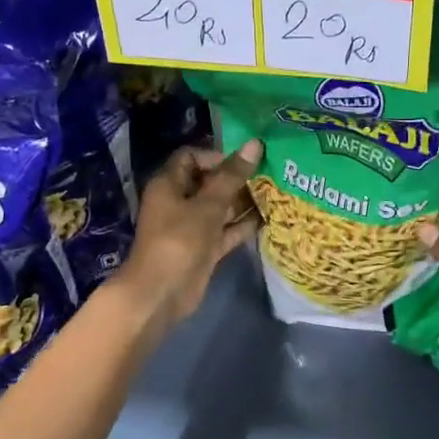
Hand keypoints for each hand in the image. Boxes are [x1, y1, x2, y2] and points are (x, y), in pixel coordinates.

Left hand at [118, 141, 262, 327]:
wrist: (161, 293)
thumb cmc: (180, 240)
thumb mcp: (208, 205)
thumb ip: (232, 176)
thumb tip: (255, 144)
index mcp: (169, 184)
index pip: (191, 157)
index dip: (217, 155)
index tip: (245, 160)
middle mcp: (179, 201)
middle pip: (209, 181)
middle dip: (237, 178)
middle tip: (270, 172)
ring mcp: (192, 226)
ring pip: (220, 207)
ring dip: (244, 201)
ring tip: (276, 191)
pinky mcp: (204, 248)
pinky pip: (226, 230)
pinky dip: (243, 225)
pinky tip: (270, 217)